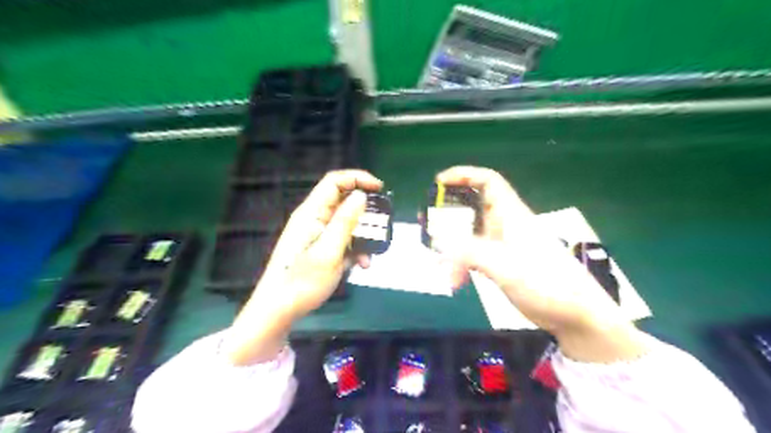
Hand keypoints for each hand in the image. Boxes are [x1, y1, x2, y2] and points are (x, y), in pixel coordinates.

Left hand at [224, 170, 382, 365]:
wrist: (279, 310)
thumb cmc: (302, 282)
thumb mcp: (329, 251)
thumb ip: (345, 222)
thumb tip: (361, 195)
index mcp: (311, 213)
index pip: (335, 181)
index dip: (358, 178)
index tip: (380, 189)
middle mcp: (313, 219)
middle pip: (342, 202)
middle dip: (364, 213)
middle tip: (381, 226)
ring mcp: (315, 234)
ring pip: (345, 223)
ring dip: (361, 236)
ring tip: (370, 256)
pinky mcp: (318, 248)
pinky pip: (341, 239)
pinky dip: (354, 248)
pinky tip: (360, 266)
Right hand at [433, 166, 649, 360]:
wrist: (575, 315)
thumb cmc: (547, 283)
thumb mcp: (506, 266)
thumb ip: (470, 253)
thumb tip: (440, 248)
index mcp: (510, 215)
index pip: (488, 181)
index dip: (463, 175)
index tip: (439, 182)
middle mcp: (505, 225)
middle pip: (473, 206)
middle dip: (448, 210)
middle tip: (426, 219)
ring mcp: (502, 245)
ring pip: (470, 233)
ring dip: (451, 241)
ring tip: (432, 251)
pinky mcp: (501, 264)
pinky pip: (473, 255)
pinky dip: (460, 262)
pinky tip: (453, 277)